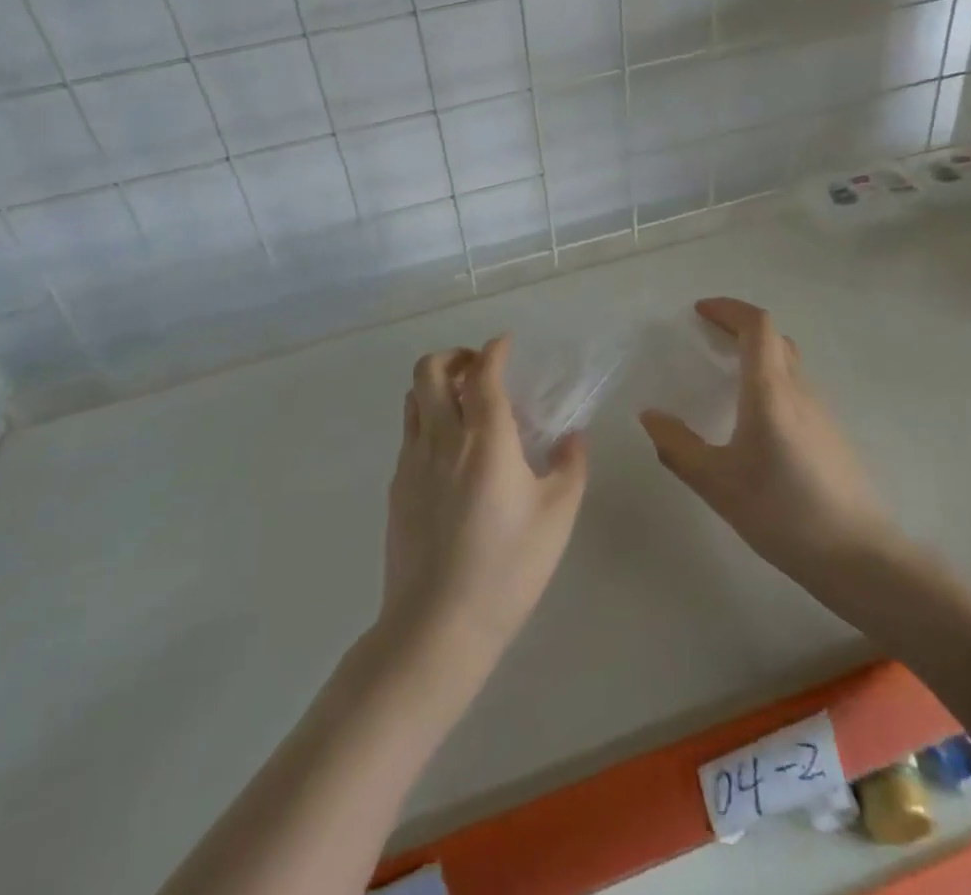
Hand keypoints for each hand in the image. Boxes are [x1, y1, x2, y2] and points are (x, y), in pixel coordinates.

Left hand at [380, 336, 587, 676]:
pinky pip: (409, 433)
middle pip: (429, 370)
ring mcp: (412, 461)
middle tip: (479, 369)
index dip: (494, 350)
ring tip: (463, 404)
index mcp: (484, 438)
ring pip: (412, 398)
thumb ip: (570, 467)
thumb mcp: (556, 517)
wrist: (437, 626)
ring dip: (435, 385)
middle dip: (454, 356)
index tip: (506, 344)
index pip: (482, 373)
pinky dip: (428, 420)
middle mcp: (441, 437)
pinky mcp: (397, 487)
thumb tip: (573, 437)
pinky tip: (452, 453)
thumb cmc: (507, 568)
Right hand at [639, 299, 903, 602]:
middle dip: (739, 326)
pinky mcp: (830, 435)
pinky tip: (753, 416)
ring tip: (724, 372)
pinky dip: (770, 379)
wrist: (859, 557)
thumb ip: (678, 447)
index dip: (728, 309)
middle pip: (774, 338)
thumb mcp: (717, 484)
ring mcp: (821, 412)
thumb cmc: (783, 514)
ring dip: (756, 353)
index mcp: (771, 391)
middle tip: (707, 336)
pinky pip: (796, 388)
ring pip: (787, 363)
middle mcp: (799, 391)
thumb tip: (650, 416)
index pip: (757, 325)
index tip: (699, 311)